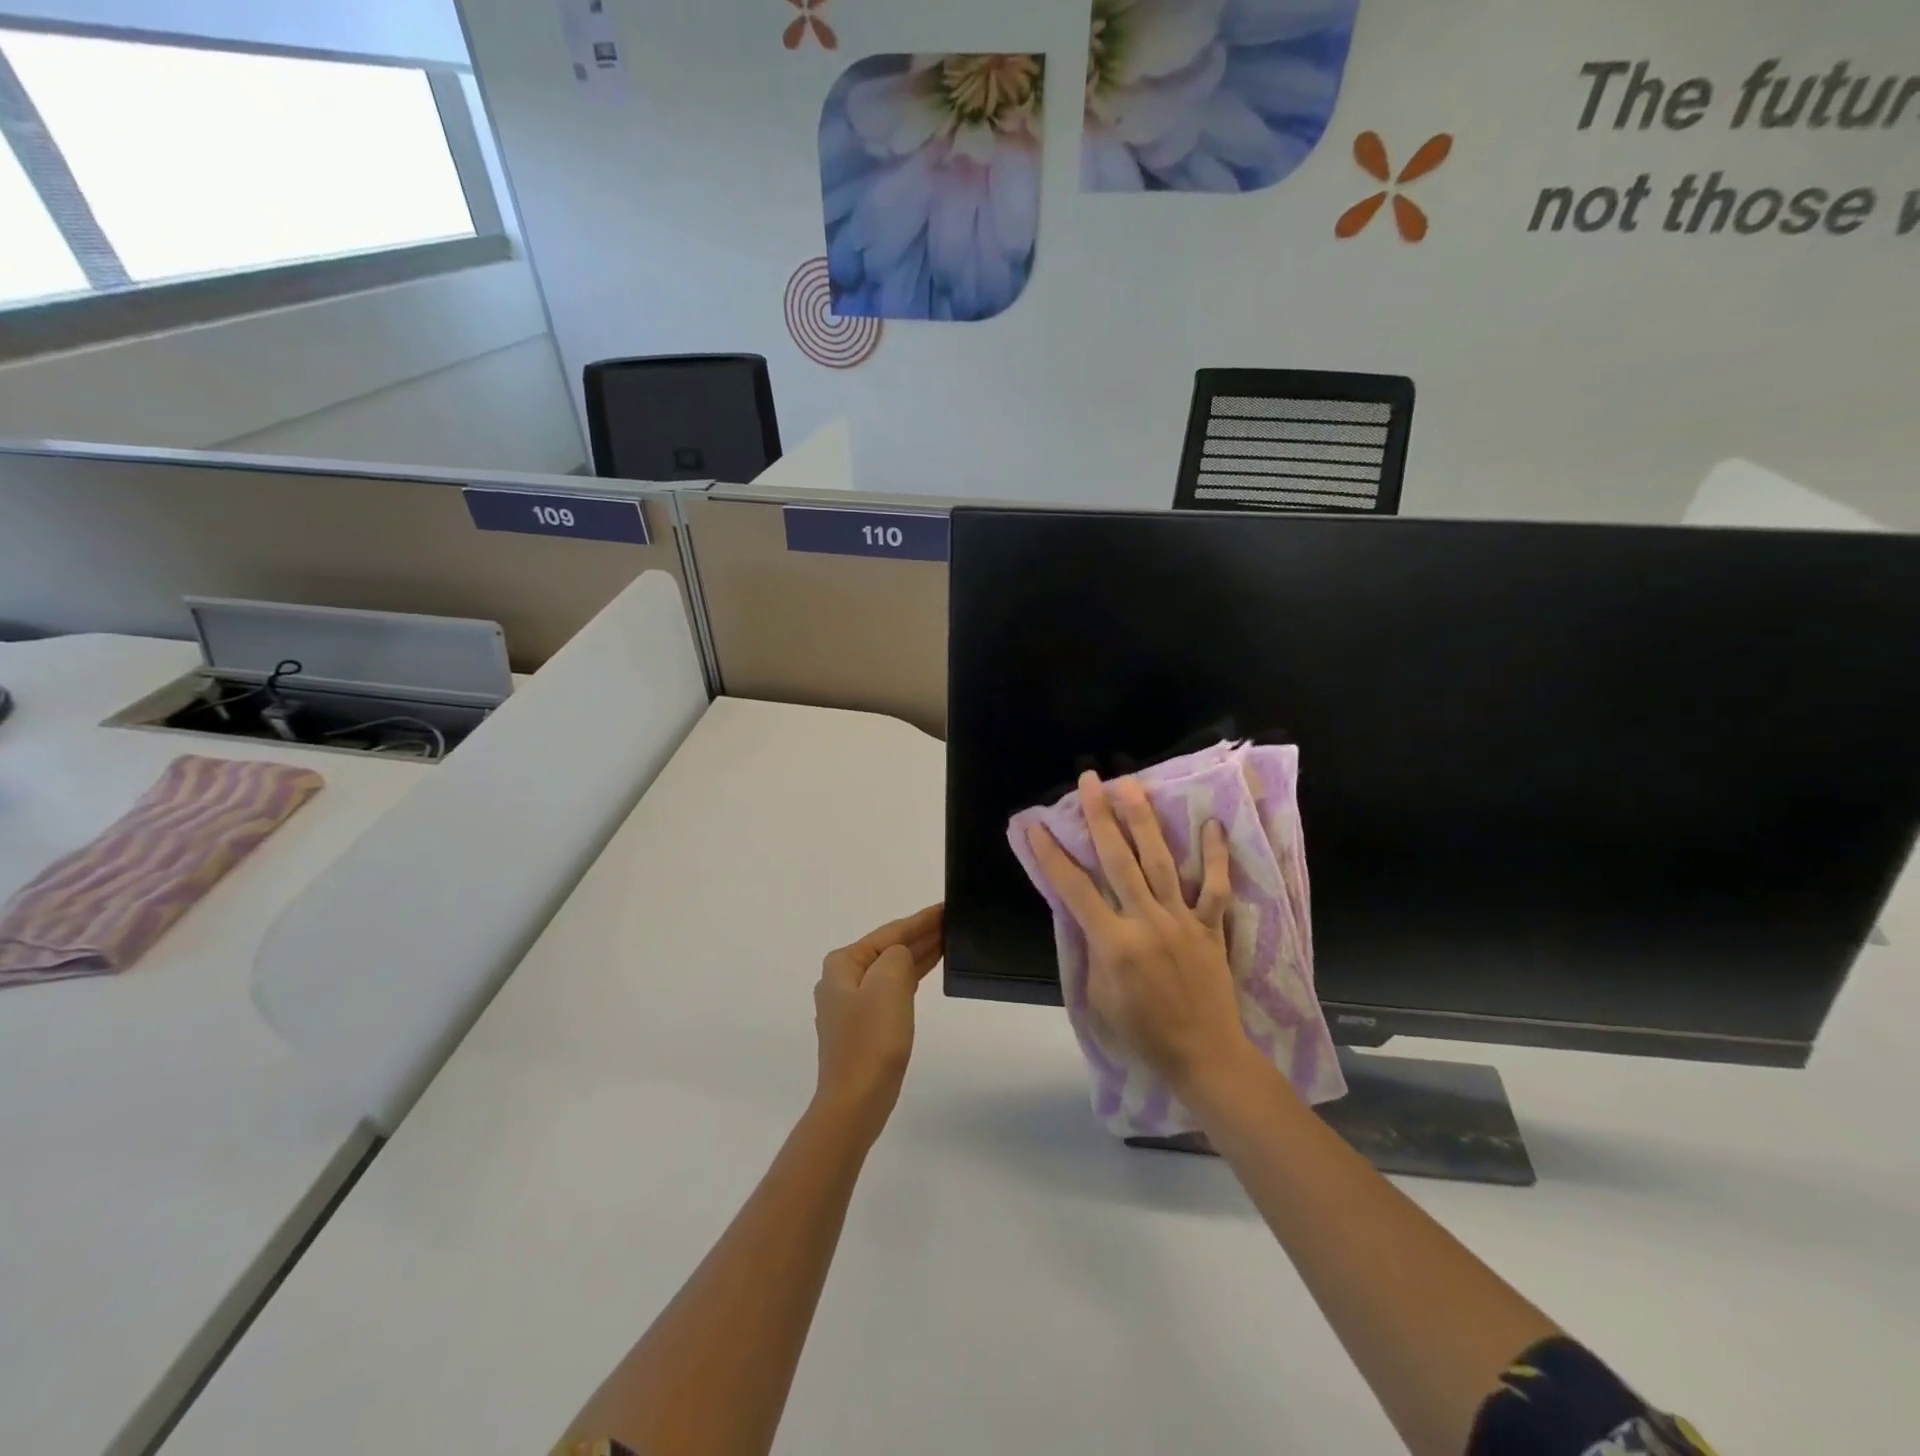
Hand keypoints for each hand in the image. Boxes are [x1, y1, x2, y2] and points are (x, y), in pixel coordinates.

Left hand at [812, 903, 943, 1143]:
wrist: (855, 1102)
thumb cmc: (871, 1040)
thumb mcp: (889, 984)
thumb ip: (899, 956)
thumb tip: (902, 956)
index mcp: (843, 964)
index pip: (891, 933)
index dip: (921, 919)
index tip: (946, 906)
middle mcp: (842, 980)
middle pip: (889, 948)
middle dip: (921, 935)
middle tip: (954, 922)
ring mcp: (850, 1005)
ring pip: (891, 969)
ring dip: (918, 955)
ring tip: (949, 941)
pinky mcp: (863, 1027)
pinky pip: (891, 990)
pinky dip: (911, 977)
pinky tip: (926, 971)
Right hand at [1026, 772, 1256, 1102]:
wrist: (1203, 1056)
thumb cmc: (1142, 1034)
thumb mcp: (1098, 998)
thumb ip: (1091, 951)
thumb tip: (1087, 915)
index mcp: (1113, 942)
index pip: (1073, 888)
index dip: (1051, 854)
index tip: (1035, 825)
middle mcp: (1146, 921)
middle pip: (1119, 859)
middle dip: (1100, 816)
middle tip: (1091, 781)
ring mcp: (1181, 920)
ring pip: (1160, 861)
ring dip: (1143, 821)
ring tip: (1132, 785)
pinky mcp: (1210, 927)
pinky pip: (1214, 887)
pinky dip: (1215, 857)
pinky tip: (1212, 825)